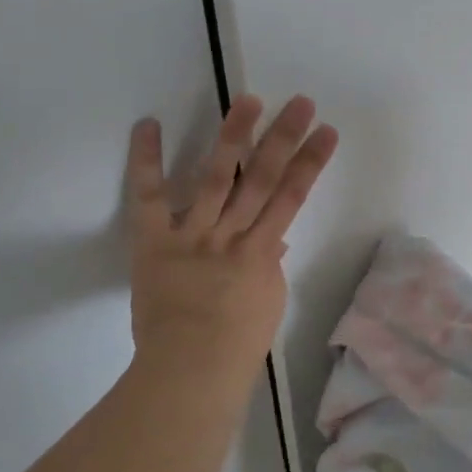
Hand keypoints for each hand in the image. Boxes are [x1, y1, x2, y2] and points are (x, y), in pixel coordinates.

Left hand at [124, 95, 337, 383]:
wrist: (190, 371)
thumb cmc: (237, 345)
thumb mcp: (268, 300)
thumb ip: (269, 263)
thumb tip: (274, 238)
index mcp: (262, 250)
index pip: (292, 197)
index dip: (311, 162)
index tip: (326, 131)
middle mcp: (231, 234)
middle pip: (261, 178)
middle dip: (283, 138)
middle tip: (299, 102)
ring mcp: (193, 234)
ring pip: (216, 177)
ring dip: (233, 135)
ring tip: (248, 100)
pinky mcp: (154, 241)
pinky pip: (149, 198)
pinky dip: (146, 161)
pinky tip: (148, 124)